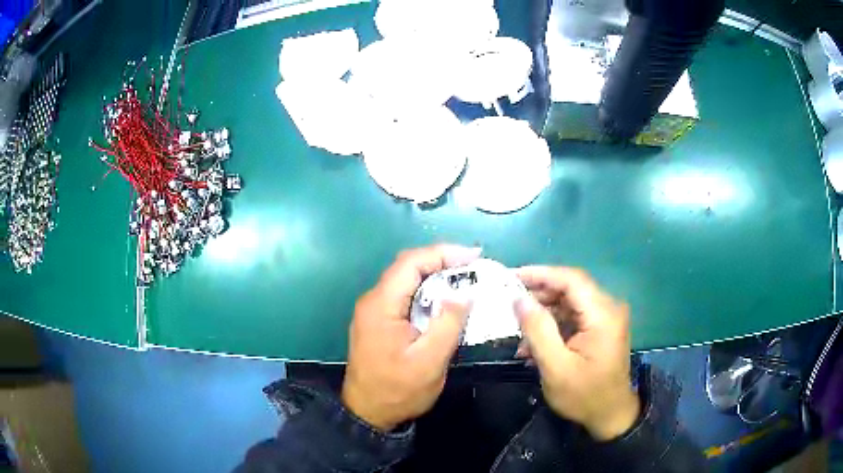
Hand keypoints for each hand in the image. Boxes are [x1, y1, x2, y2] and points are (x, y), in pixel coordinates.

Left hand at [341, 245, 478, 430]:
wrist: (368, 413)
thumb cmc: (399, 390)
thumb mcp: (430, 361)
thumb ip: (448, 323)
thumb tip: (464, 291)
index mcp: (381, 305)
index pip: (411, 263)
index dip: (443, 253)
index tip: (474, 257)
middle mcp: (373, 301)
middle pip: (407, 268)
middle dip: (441, 261)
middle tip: (474, 267)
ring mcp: (373, 311)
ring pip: (406, 281)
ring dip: (435, 276)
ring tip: (465, 280)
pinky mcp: (379, 321)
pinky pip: (404, 296)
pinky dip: (426, 292)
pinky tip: (445, 300)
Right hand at [514, 267, 639, 440]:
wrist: (609, 415)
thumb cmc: (584, 395)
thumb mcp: (556, 367)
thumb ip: (538, 330)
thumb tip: (519, 298)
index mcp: (603, 315)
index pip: (571, 280)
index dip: (540, 274)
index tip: (511, 276)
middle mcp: (608, 309)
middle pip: (570, 288)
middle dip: (538, 294)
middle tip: (509, 302)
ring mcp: (605, 318)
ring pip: (569, 302)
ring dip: (543, 313)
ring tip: (517, 329)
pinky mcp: (600, 328)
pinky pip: (573, 317)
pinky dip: (552, 325)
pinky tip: (533, 343)